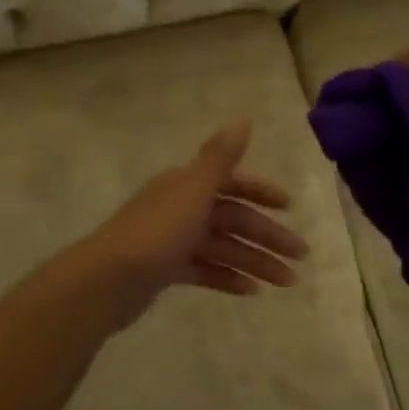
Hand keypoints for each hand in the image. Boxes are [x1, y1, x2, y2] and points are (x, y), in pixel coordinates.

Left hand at [77, 121, 306, 325]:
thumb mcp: (193, 191)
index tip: (290, 207)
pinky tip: (252, 292)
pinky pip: (205, 271)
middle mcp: (180, 208)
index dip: (262, 192)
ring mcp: (172, 240)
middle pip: (233, 218)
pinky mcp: (165, 270)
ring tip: (287, 283)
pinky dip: (228, 278)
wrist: (107, 280)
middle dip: (268, 236)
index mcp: (187, 185)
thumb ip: (221, 158)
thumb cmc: (156, 232)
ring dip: (255, 262)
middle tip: (301, 257)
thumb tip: (244, 118)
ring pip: (223, 247)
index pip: (232, 182)